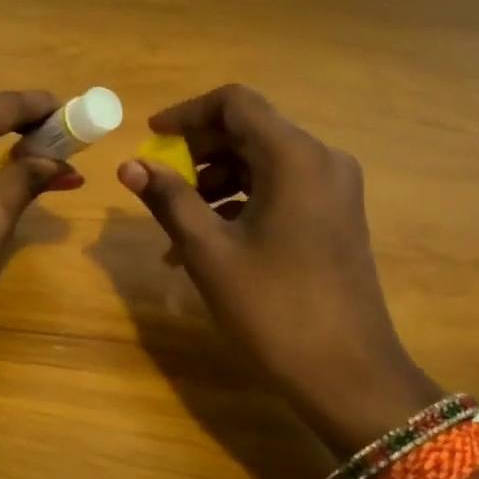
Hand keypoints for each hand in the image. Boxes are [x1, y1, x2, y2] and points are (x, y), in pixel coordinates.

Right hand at [117, 85, 440, 453]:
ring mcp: (333, 190)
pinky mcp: (335, 217)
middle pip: (249, 131)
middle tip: (158, 184)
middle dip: (197, 153)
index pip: (235, 103)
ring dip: (214, 183)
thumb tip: (129, 165)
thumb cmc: (273, 309)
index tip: (151, 137)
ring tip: (175, 227)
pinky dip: (240, 204)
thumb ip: (169, 199)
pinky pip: (279, 191)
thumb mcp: (210, 252)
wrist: (348, 375)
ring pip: (262, 163)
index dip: (187, 113)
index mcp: (295, 156)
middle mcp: (321, 160)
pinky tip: (207, 244)